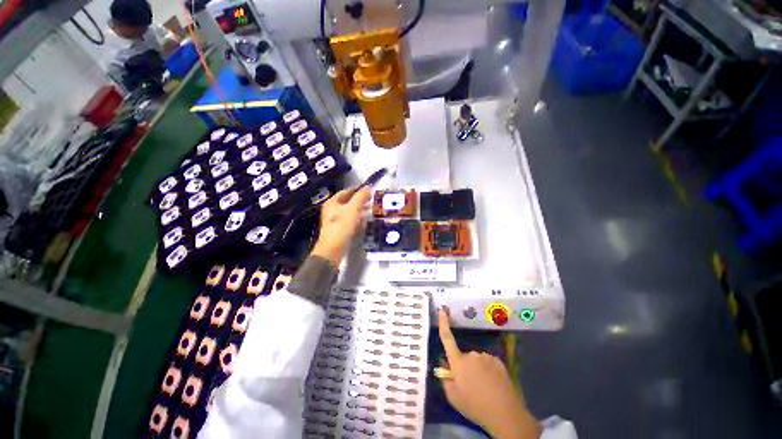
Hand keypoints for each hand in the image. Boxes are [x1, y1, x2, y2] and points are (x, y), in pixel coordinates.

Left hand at [311, 188, 370, 267]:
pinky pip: (350, 220)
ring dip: (360, 210)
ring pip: (349, 212)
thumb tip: (368, 186)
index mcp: (332, 203)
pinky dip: (357, 219)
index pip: (346, 192)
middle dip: (360, 201)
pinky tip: (365, 220)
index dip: (357, 190)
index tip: (368, 190)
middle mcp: (332, 210)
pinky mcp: (339, 229)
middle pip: (348, 202)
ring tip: (371, 209)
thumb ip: (361, 197)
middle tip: (371, 200)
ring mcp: (335, 220)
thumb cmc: (342, 226)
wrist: (333, 248)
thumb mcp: (353, 209)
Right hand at [437, 308, 541, 438]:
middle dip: (464, 366)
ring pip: (476, 360)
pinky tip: (493, 384)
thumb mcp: (453, 397)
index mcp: (458, 362)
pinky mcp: (497, 360)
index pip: (447, 338)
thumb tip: (444, 365)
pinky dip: (488, 370)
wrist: (505, 414)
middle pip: (463, 356)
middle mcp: (471, 354)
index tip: (442, 310)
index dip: (444, 323)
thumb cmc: (475, 406)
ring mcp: (486, 356)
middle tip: (470, 385)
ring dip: (477, 369)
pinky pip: (488, 362)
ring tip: (483, 388)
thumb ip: (445, 379)